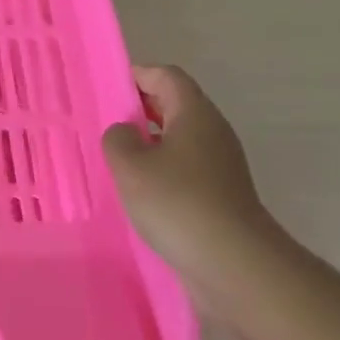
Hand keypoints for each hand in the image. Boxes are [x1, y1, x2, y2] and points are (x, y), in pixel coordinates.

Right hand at [102, 65, 270, 261]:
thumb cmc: (177, 202)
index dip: (137, 75)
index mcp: (194, 113)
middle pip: (175, 105)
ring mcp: (221, 165)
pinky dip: (161, 169)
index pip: (166, 76)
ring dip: (149, 142)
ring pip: (180, 138)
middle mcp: (212, 132)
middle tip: (106, 123)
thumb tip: (126, 133)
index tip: (107, 89)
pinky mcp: (221, 194)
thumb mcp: (130, 165)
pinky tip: (140, 191)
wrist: (234, 263)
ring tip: (117, 159)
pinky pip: (185, 167)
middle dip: (140, 108)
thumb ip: (118, 138)